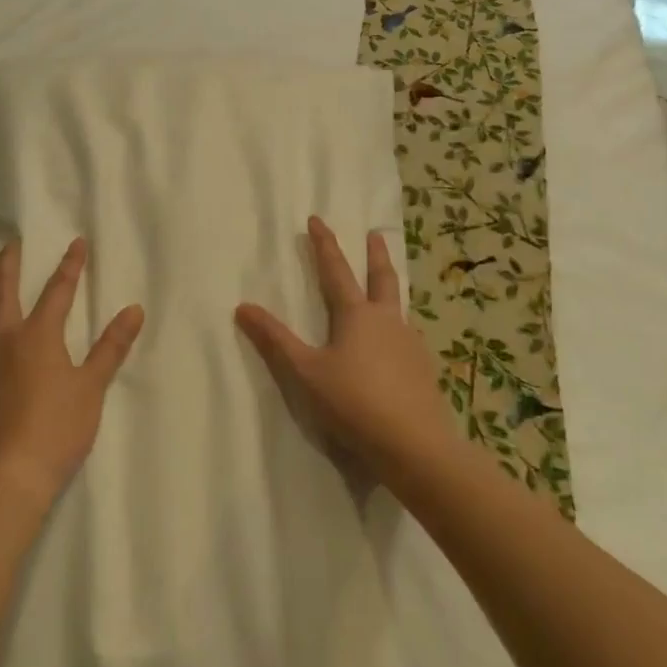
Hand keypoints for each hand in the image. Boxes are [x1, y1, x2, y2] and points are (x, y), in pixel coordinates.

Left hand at [0, 238, 144, 500]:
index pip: (57, 290)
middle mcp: (3, 343)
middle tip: (11, 246)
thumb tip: (133, 310)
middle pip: (1, 293)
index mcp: (36, 335)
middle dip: (8, 266)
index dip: (69, 265)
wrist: (9, 476)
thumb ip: (111, 347)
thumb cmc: (57, 427)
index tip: (76, 242)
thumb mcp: (92, 387)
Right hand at [235, 217, 455, 477]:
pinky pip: (408, 339)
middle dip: (375, 255)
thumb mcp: (305, 372)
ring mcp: (411, 345)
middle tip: (375, 234)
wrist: (416, 446)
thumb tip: (242, 307)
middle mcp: (388, 322)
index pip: (336, 270)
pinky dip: (399, 330)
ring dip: (391, 290)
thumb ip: (275, 340)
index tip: (317, 219)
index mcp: (357, 315)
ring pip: (400, 307)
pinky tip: (398, 346)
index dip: (324, 244)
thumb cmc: (354, 402)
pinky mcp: (424, 371)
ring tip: (387, 290)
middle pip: (382, 279)